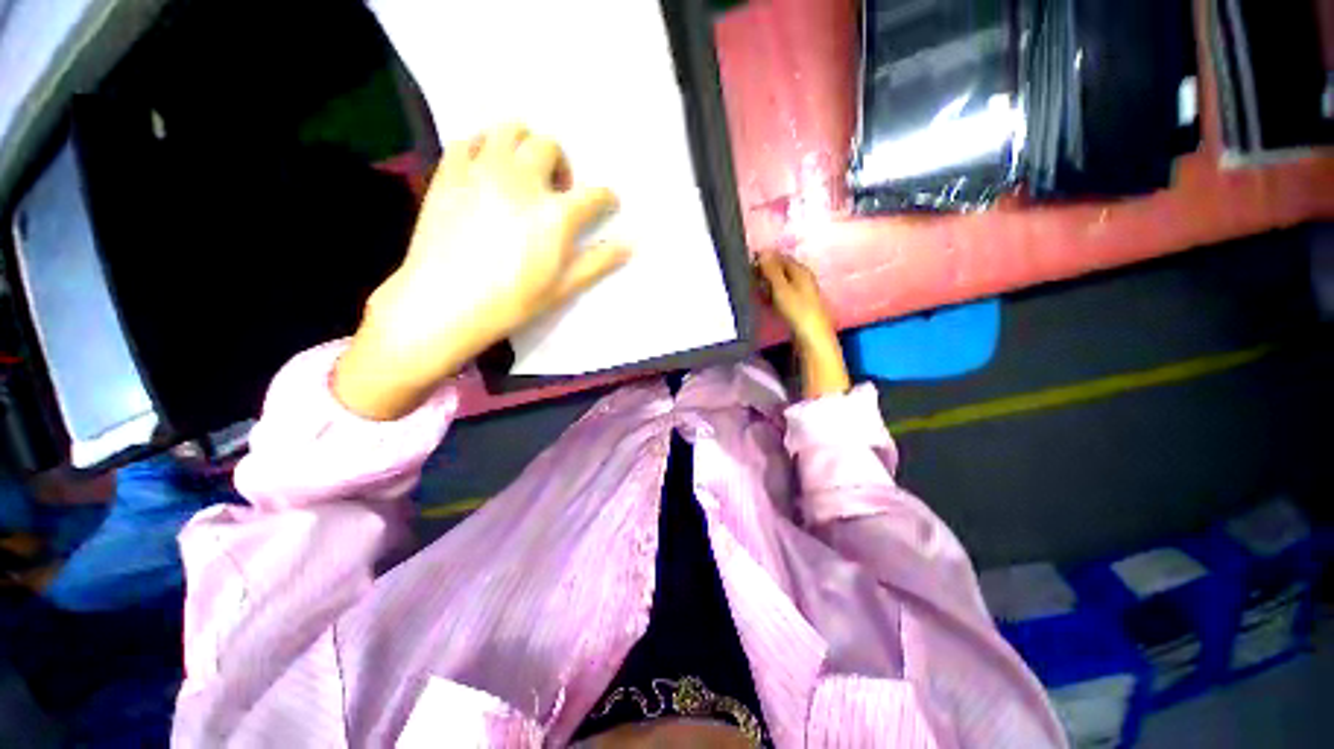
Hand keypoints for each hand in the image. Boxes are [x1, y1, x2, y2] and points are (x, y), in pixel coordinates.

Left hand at [334, 124, 629, 419]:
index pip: (594, 194)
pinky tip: (487, 170)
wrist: (445, 303)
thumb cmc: (511, 302)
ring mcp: (482, 171)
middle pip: (550, 146)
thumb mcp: (563, 288)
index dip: (606, 198)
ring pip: (509, 129)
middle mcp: (522, 181)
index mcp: (555, 214)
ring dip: (524, 144)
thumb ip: (598, 262)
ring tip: (523, 172)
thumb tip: (631, 245)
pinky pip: (469, 140)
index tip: (607, 204)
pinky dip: (484, 146)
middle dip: (562, 164)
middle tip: (557, 191)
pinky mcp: (450, 173)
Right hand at [757, 254, 849, 398]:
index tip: (748, 262)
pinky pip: (781, 296)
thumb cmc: (798, 311)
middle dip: (765, 271)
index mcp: (801, 270)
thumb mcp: (782, 288)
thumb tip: (763, 251)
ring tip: (753, 288)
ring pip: (780, 283)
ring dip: (767, 284)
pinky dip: (771, 296)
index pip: (781, 257)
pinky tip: (763, 301)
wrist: (812, 339)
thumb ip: (772, 270)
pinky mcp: (797, 307)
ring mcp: (801, 294)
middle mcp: (803, 279)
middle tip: (748, 276)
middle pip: (781, 270)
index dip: (765, 258)